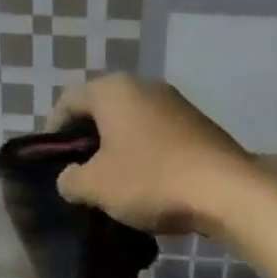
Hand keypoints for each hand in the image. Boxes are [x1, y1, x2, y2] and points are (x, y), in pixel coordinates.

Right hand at [48, 75, 250, 234]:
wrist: (225, 191)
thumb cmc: (150, 180)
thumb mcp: (95, 186)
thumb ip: (70, 179)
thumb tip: (70, 178)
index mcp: (113, 90)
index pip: (67, 101)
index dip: (52, 131)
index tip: (50, 162)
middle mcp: (145, 86)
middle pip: (102, 110)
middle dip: (87, 142)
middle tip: (78, 175)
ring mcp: (176, 104)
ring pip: (131, 125)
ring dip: (116, 151)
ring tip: (110, 185)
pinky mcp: (198, 127)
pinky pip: (157, 138)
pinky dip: (144, 156)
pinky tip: (144, 186)